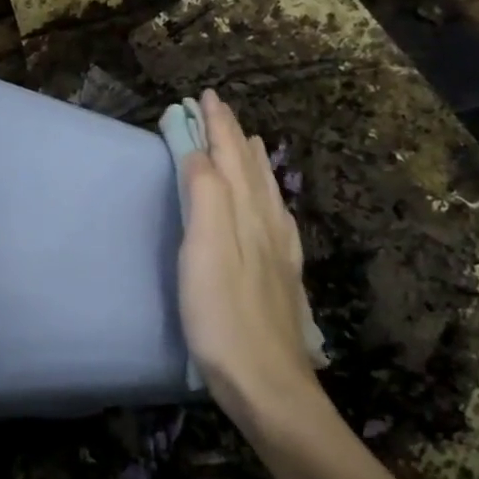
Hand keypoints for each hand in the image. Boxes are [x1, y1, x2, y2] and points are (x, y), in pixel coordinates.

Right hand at [177, 91, 328, 433]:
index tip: (205, 96)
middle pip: (249, 169)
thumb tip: (198, 154)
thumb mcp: (204, 252)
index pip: (229, 157)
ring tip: (248, 142)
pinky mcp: (281, 276)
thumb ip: (205, 197)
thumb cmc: (223, 317)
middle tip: (220, 109)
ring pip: (266, 192)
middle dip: (233, 135)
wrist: (267, 382)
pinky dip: (268, 197)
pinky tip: (271, 206)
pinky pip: (276, 219)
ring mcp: (278, 251)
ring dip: (252, 162)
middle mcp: (266, 224)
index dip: (217, 126)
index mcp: (245, 213)